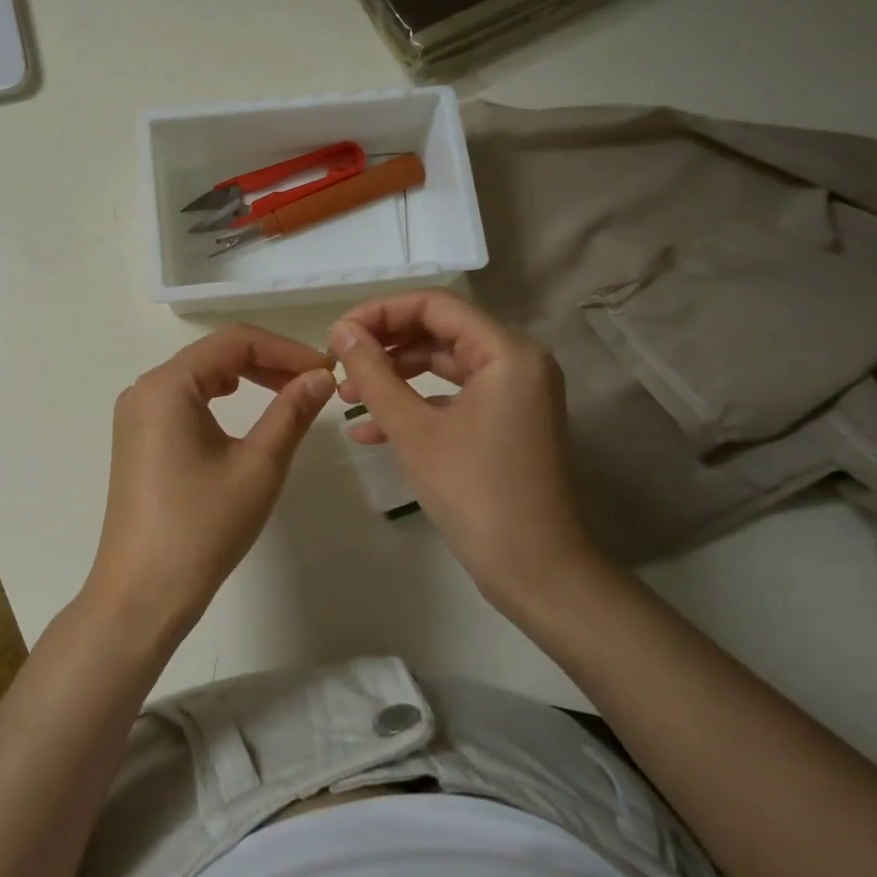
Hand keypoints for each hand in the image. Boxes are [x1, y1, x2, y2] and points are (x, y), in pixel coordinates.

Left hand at [87, 324, 334, 639]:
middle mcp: (144, 388)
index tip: (326, 370)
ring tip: (288, 393)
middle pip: (215, 354)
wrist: (142, 594)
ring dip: (246, 377)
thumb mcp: (258, 466)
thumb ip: (292, 411)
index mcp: (168, 385)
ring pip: (199, 375)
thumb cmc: (203, 527)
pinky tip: (243, 408)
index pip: (235, 341)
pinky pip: (184, 400)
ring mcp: (136, 414)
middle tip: (315, 382)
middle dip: (268, 361)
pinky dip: (220, 398)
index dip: (286, 348)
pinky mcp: (137, 438)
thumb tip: (321, 376)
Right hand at [330, 289, 606, 616]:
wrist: (537, 572)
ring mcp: (514, 394)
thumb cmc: (476, 493)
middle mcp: (517, 362)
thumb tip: (342, 331)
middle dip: (385, 346)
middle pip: (440, 331)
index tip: (338, 334)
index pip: (435, 305)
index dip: (381, 312)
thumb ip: (374, 374)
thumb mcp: (414, 430)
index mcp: (507, 352)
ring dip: (394, 377)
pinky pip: (453, 398)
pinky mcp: (506, 422)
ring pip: (443, 366)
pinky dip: (414, 406)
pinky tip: (368, 431)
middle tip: (339, 363)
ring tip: (346, 396)